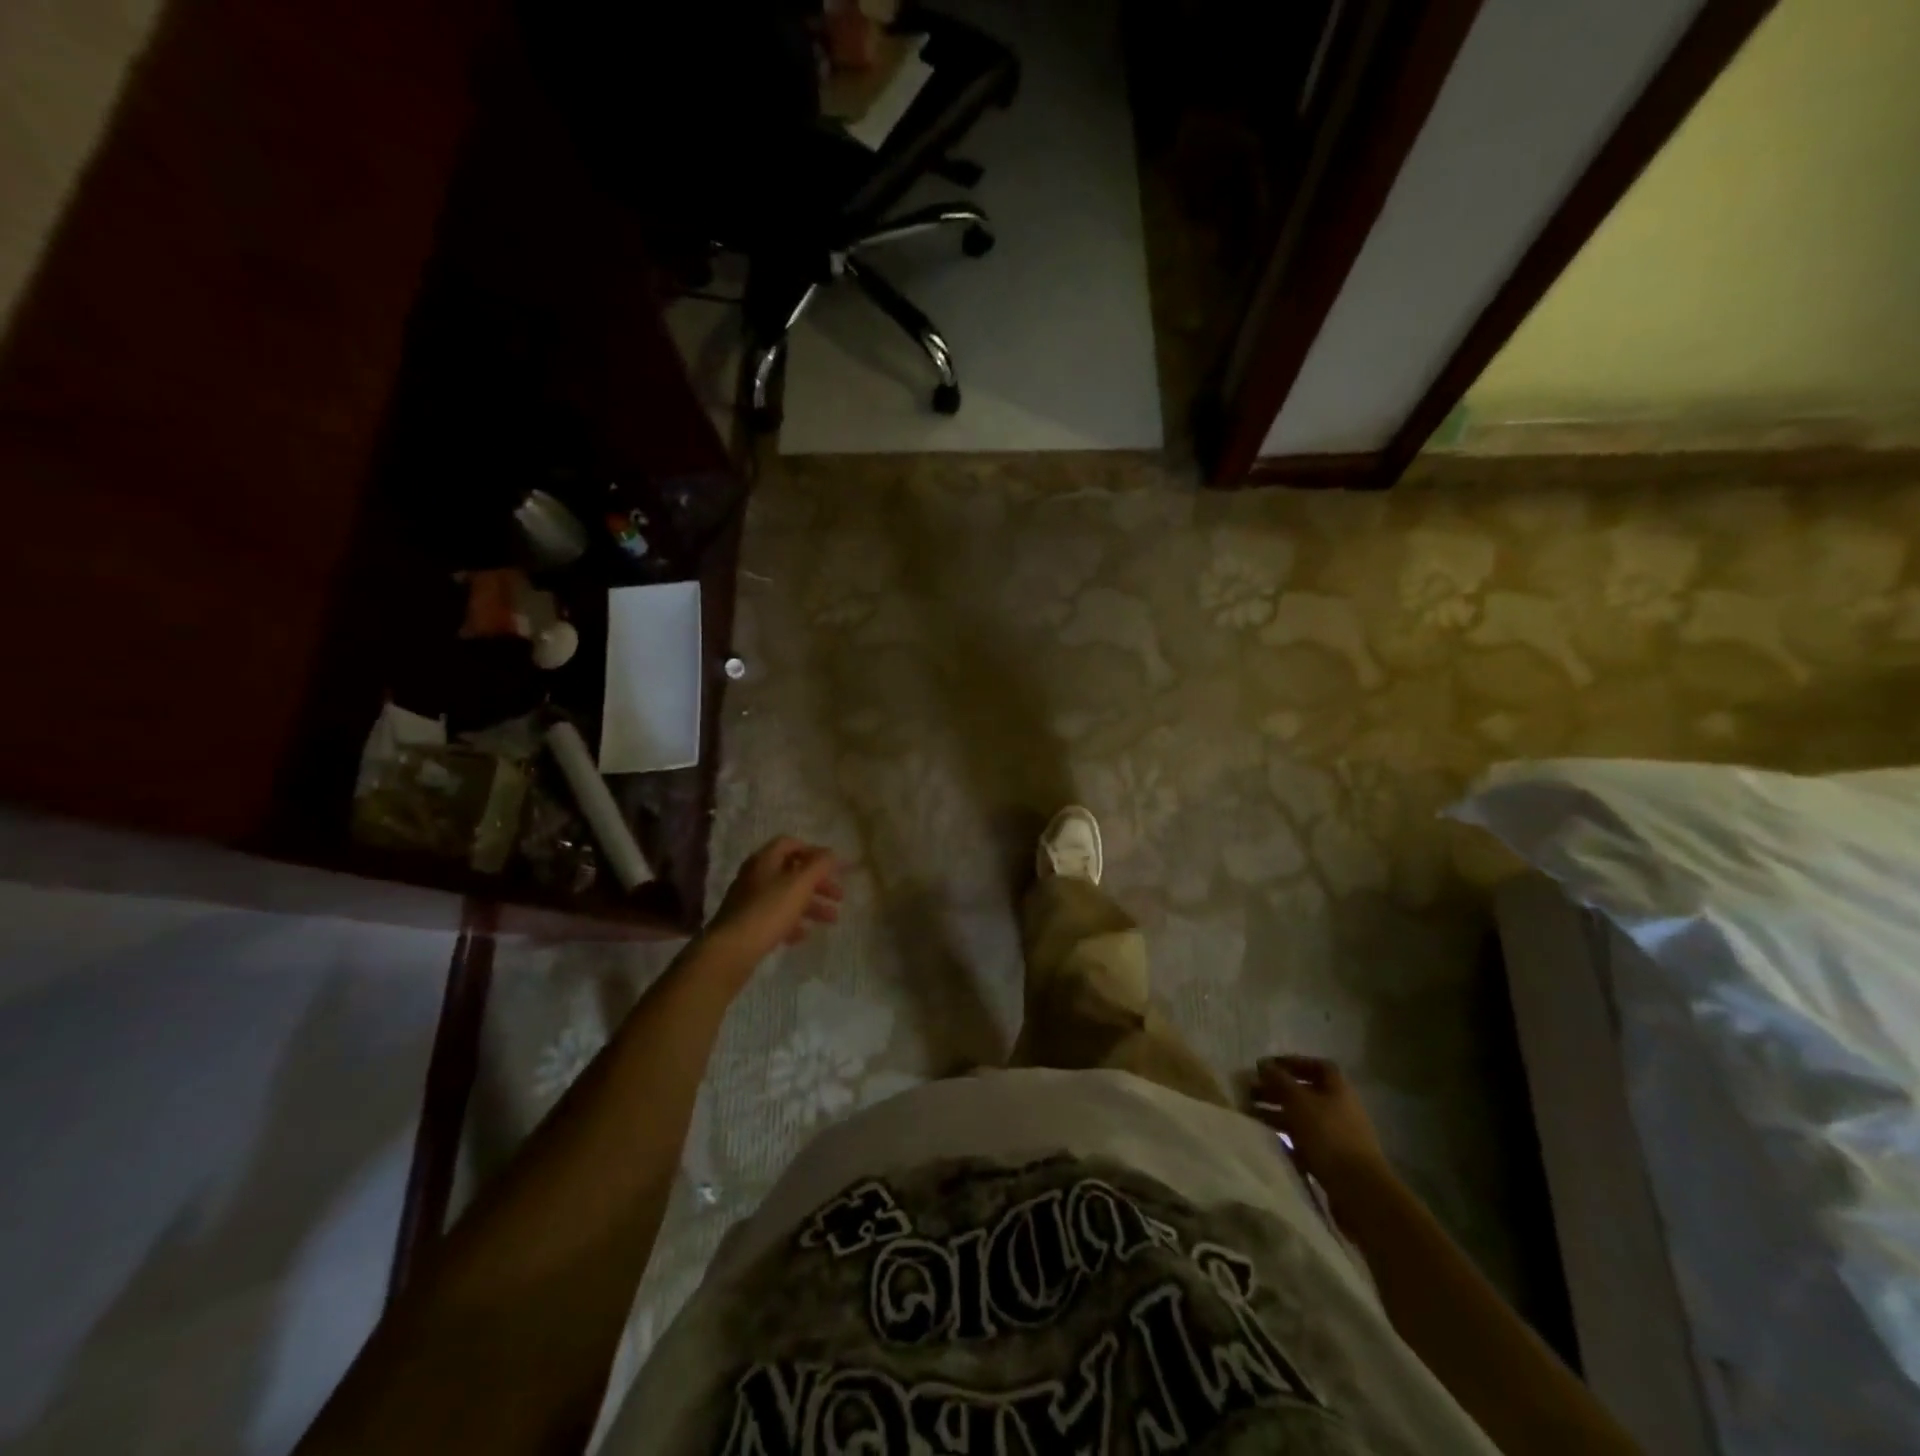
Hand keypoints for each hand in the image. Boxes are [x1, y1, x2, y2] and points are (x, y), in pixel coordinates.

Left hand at [702, 836, 843, 967]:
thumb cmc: (769, 910)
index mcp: (765, 860)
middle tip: (839, 897)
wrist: (731, 950)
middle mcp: (755, 876)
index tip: (833, 866)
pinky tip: (803, 935)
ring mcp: (749, 901)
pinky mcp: (747, 925)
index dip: (813, 852)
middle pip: (792, 872)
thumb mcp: (800, 883)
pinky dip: (792, 923)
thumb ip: (819, 865)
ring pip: (786, 897)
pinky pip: (774, 918)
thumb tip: (832, 854)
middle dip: (818, 883)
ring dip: (811, 905)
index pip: (790, 844)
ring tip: (831, 920)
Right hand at [1252, 1055, 1391, 1204]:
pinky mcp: (1332, 1159)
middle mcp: (1339, 1108)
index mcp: (1338, 1089)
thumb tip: (1263, 1065)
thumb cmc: (1328, 1135)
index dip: (1292, 1063)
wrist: (1359, 1190)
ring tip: (1249, 1112)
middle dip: (1276, 1089)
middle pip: (1305, 1092)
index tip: (1267, 1067)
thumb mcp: (1299, 1101)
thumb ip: (1279, 1080)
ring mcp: (1337, 1135)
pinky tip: (1267, 1138)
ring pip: (1302, 1116)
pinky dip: (1285, 1136)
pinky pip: (1304, 1140)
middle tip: (1249, 1090)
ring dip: (1276, 1112)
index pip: (1316, 1066)